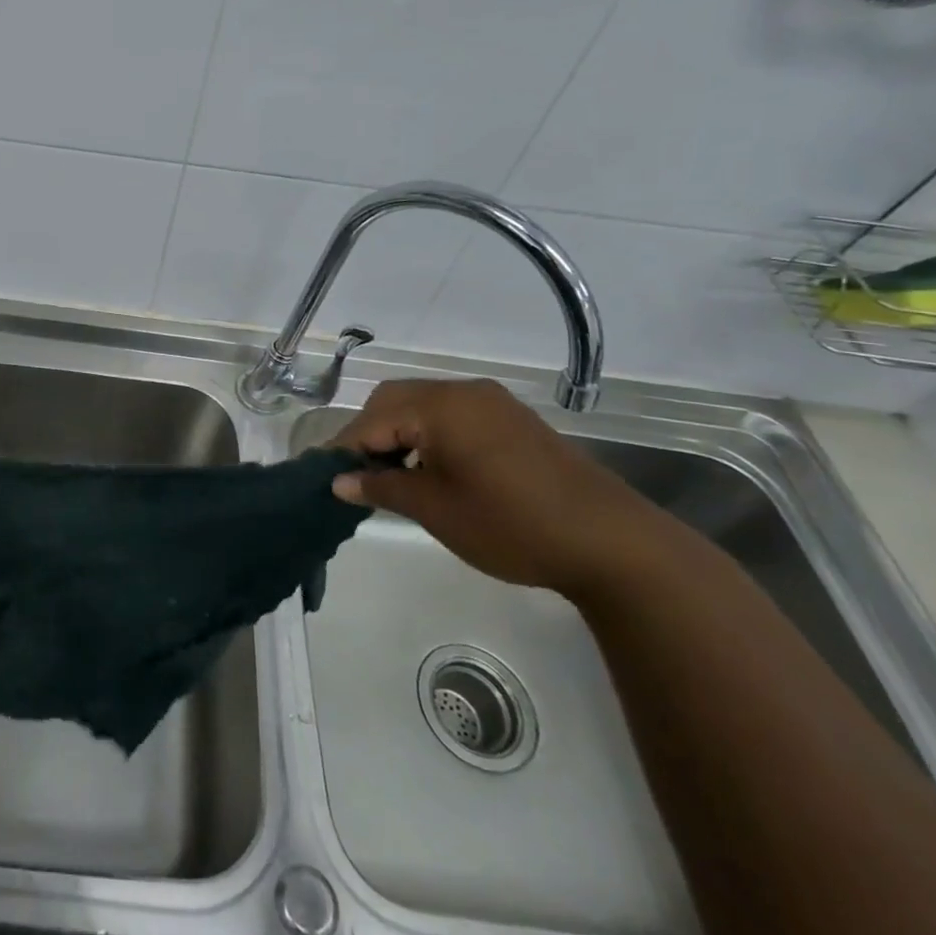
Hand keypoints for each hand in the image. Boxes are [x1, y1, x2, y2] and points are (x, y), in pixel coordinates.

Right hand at [329, 378, 657, 599]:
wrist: (611, 542)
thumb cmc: (511, 524)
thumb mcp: (435, 510)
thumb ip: (381, 488)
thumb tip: (339, 481)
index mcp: (441, 406)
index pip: (372, 420)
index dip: (344, 449)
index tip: (324, 477)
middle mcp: (464, 392)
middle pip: (395, 401)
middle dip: (369, 435)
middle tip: (357, 476)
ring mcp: (492, 403)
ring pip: (423, 406)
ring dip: (399, 434)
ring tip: (390, 477)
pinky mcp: (512, 420)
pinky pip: (452, 416)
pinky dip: (429, 436)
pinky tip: (430, 470)